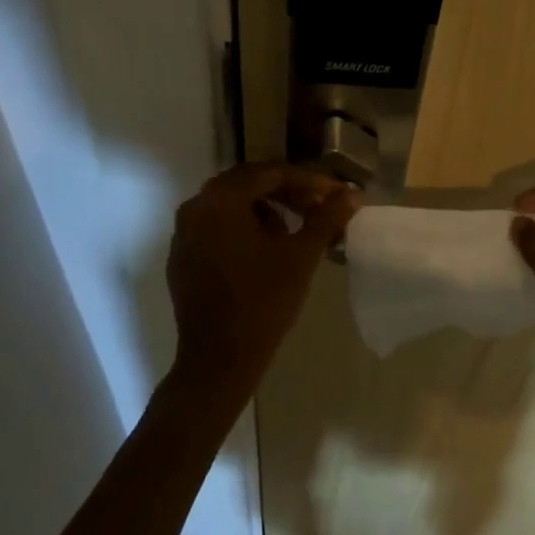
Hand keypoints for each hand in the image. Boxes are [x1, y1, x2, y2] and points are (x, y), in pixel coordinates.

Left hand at [165, 162, 358, 398]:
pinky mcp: (182, 258)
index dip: (307, 181)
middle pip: (247, 184)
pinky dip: (243, 228)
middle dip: (286, 192)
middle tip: (318, 206)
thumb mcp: (301, 256)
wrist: (218, 361)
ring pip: (231, 206)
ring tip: (295, 231)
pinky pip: (216, 228)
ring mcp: (184, 234)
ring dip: (266, 209)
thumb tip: (352, 193)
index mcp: (220, 200)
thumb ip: (326, 218)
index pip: (269, 174)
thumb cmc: (262, 302)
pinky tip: (266, 251)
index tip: (335, 194)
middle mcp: (195, 208)